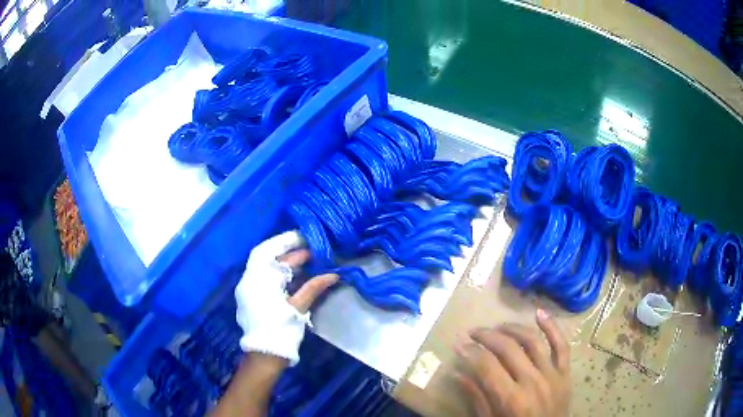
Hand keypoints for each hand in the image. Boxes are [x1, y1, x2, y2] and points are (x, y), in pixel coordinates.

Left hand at [235, 231, 337, 365]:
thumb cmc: (281, 330)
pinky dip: (276, 273)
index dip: (286, 242)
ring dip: (282, 263)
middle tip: (309, 249)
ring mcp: (246, 289)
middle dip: (287, 252)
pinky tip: (292, 276)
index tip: (305, 238)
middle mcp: (248, 280)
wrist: (264, 355)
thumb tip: (334, 274)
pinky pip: (262, 278)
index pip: (269, 251)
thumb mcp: (298, 307)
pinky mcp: (249, 298)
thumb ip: (313, 287)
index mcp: (258, 280)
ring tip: (304, 261)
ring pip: (263, 268)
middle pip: (266, 258)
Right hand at [455, 309, 570, 416]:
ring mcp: (552, 374)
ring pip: (533, 341)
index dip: (470, 351)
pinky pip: (562, 345)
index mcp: (510, 398)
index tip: (459, 343)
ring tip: (498, 326)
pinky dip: (552, 327)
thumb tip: (457, 374)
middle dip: (487, 336)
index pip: (487, 365)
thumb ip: (476, 398)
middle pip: (508, 348)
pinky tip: (539, 313)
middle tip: (473, 332)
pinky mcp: (565, 372)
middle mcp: (532, 381)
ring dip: (513, 329)